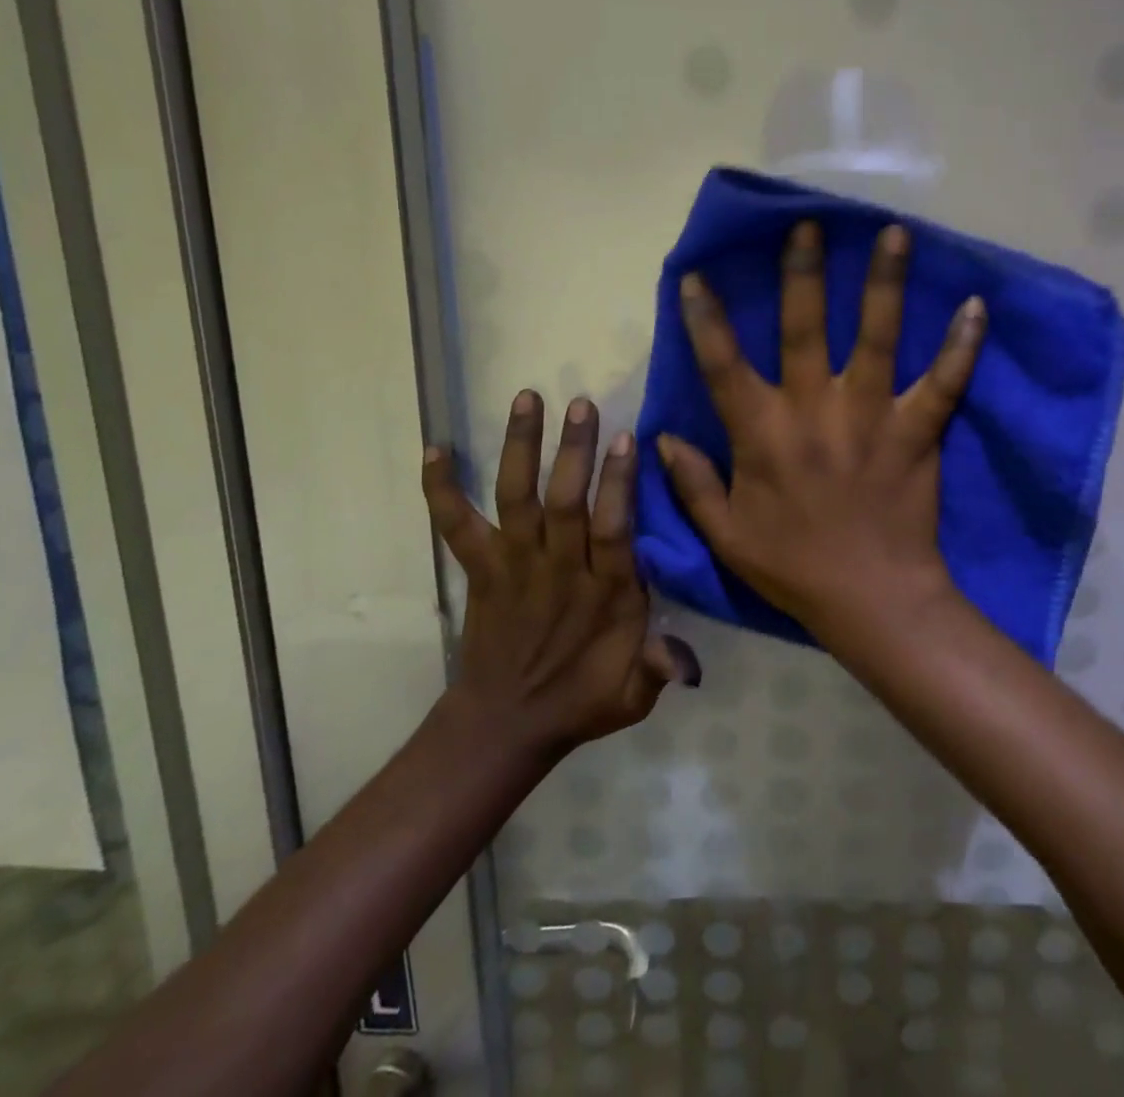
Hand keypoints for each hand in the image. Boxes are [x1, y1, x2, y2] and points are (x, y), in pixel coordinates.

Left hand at [422, 392, 698, 754]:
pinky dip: (441, 489)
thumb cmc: (580, 700)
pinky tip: (435, 448)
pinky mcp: (480, 569)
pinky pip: (455, 526)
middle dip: (573, 452)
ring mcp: (514, 566)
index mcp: (604, 594)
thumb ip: (659, 670)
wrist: (504, 725)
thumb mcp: (632, 698)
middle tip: (581, 404)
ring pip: (517, 500)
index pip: (613, 530)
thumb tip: (687, 661)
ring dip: (520, 449)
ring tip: (527, 398)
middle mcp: (558, 571)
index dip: (618, 484)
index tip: (626, 438)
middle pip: (564, 503)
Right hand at [657, 221, 986, 640]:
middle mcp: (813, 410)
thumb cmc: (793, 567)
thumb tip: (660, 438)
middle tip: (808, 225)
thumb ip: (691, 484)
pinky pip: (943, 382)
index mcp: (762, 432)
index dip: (705, 317)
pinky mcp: (918, 431)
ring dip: (884, 283)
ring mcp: (871, 415)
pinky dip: (961, 345)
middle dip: (803, 272)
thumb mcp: (726, 535)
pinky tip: (976, 305)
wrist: (871, 600)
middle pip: (804, 327)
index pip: (723, 363)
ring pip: (877, 337)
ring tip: (894, 233)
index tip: (697, 274)